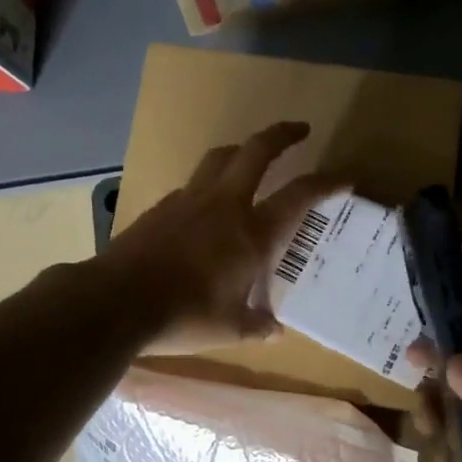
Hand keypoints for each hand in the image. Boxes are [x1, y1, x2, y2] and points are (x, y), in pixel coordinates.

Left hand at [101, 121, 336, 353]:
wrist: (115, 301)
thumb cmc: (183, 316)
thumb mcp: (228, 329)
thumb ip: (256, 326)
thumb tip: (276, 331)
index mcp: (252, 234)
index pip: (300, 196)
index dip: (327, 182)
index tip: (345, 177)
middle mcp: (224, 205)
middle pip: (257, 151)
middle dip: (282, 134)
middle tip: (299, 130)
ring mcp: (189, 200)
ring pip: (220, 158)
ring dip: (242, 151)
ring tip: (251, 158)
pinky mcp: (161, 207)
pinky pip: (192, 185)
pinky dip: (208, 184)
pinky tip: (206, 207)